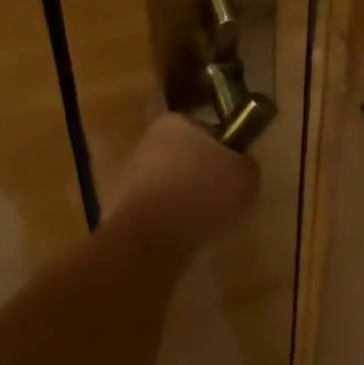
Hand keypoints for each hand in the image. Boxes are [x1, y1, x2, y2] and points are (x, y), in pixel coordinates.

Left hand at [105, 113, 259, 254]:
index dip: (224, 151)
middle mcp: (147, 141)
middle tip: (222, 202)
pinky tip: (180, 241)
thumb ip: (246, 164)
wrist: (147, 242)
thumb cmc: (201, 194)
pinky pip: (154, 214)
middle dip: (202, 178)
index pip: (207, 130)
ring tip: (203, 227)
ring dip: (184, 203)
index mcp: (176, 122)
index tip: (234, 174)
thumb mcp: (246, 175)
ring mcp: (128, 176)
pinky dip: (168, 226)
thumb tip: (239, 167)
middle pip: (186, 158)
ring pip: (169, 187)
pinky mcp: (117, 211)